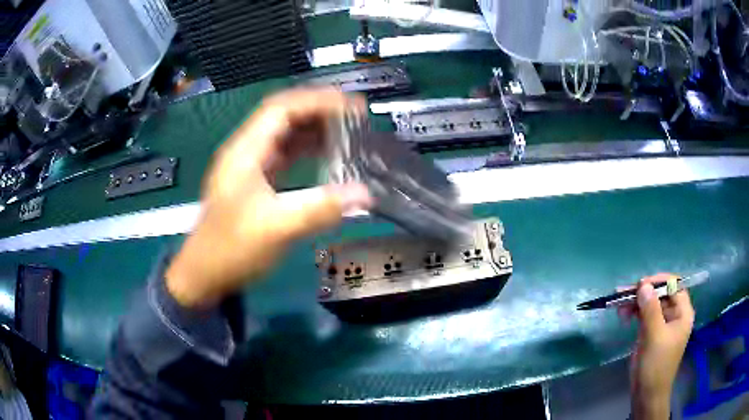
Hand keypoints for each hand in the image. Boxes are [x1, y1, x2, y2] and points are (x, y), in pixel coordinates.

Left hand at [165, 89, 372, 307]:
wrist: (205, 273)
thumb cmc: (230, 249)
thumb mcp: (275, 229)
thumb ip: (320, 209)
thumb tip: (364, 194)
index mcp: (245, 152)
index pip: (282, 108)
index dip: (317, 101)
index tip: (350, 106)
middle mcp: (246, 151)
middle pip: (284, 116)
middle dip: (320, 111)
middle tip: (354, 117)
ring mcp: (251, 166)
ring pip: (285, 134)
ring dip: (314, 129)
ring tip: (347, 132)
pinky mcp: (257, 181)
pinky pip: (285, 154)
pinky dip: (307, 150)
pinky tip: (326, 154)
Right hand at [618, 274, 694, 419]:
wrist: (646, 394)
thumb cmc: (656, 365)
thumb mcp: (655, 337)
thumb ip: (651, 310)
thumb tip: (643, 285)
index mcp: (682, 312)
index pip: (674, 285)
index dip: (658, 282)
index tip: (640, 285)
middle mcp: (674, 314)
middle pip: (660, 294)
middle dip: (643, 292)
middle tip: (624, 293)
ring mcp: (662, 323)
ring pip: (650, 304)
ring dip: (636, 302)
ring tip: (619, 305)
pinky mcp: (651, 332)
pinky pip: (644, 316)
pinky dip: (634, 313)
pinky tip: (623, 314)